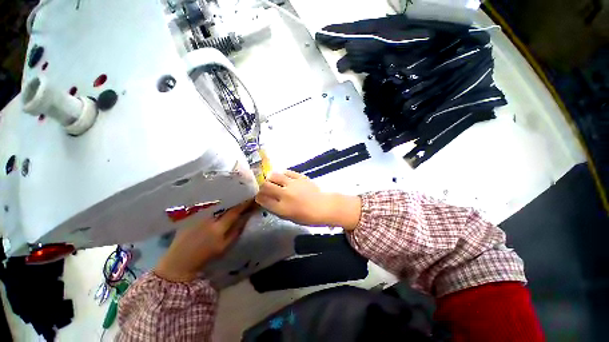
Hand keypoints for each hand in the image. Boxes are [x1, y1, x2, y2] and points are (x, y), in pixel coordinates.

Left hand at [154, 200, 254, 282]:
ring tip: (234, 195)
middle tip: (244, 194)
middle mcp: (208, 218)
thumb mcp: (224, 246)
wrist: (179, 261)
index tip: (252, 197)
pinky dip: (216, 201)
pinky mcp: (190, 214)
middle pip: (226, 203)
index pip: (235, 211)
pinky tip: (220, 200)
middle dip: (236, 197)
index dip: (245, 203)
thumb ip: (237, 230)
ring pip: (216, 202)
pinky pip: (207, 204)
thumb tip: (247, 216)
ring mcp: (197, 215)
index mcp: (218, 228)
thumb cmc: (205, 256)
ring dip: (227, 198)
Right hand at [255, 170, 360, 229]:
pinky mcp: (300, 177)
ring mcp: (293, 184)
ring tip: (271, 179)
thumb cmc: (307, 216)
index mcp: (282, 208)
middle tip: (264, 187)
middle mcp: (285, 194)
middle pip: (266, 186)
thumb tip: (266, 200)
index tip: (258, 196)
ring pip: (275, 176)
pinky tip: (282, 176)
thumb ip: (276, 208)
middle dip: (261, 186)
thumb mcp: (289, 217)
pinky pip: (287, 172)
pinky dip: (282, 173)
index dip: (258, 197)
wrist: (324, 206)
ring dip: (270, 177)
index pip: (263, 200)